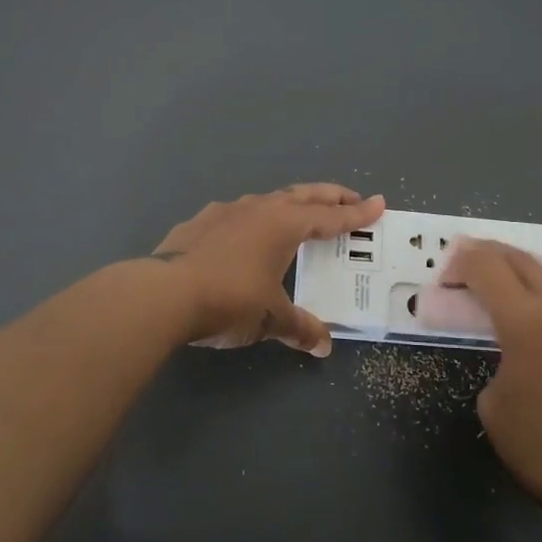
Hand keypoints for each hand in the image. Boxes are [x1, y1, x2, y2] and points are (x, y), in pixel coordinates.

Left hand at [152, 185, 384, 355]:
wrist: (163, 294)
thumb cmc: (229, 300)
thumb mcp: (270, 318)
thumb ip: (299, 327)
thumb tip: (323, 345)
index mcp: (284, 224)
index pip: (330, 217)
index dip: (356, 213)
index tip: (379, 204)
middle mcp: (258, 208)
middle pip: (302, 196)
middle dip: (329, 196)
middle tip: (350, 198)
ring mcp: (224, 212)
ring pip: (267, 200)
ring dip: (289, 204)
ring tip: (297, 214)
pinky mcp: (197, 223)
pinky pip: (236, 215)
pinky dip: (252, 219)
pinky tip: (244, 234)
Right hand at [443, 239, 541, 519]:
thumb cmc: (540, 450)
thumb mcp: (492, 402)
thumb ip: (499, 357)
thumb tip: (513, 347)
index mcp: (524, 322)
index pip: (485, 266)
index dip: (462, 263)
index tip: (453, 275)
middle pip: (522, 258)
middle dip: (493, 260)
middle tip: (484, 277)